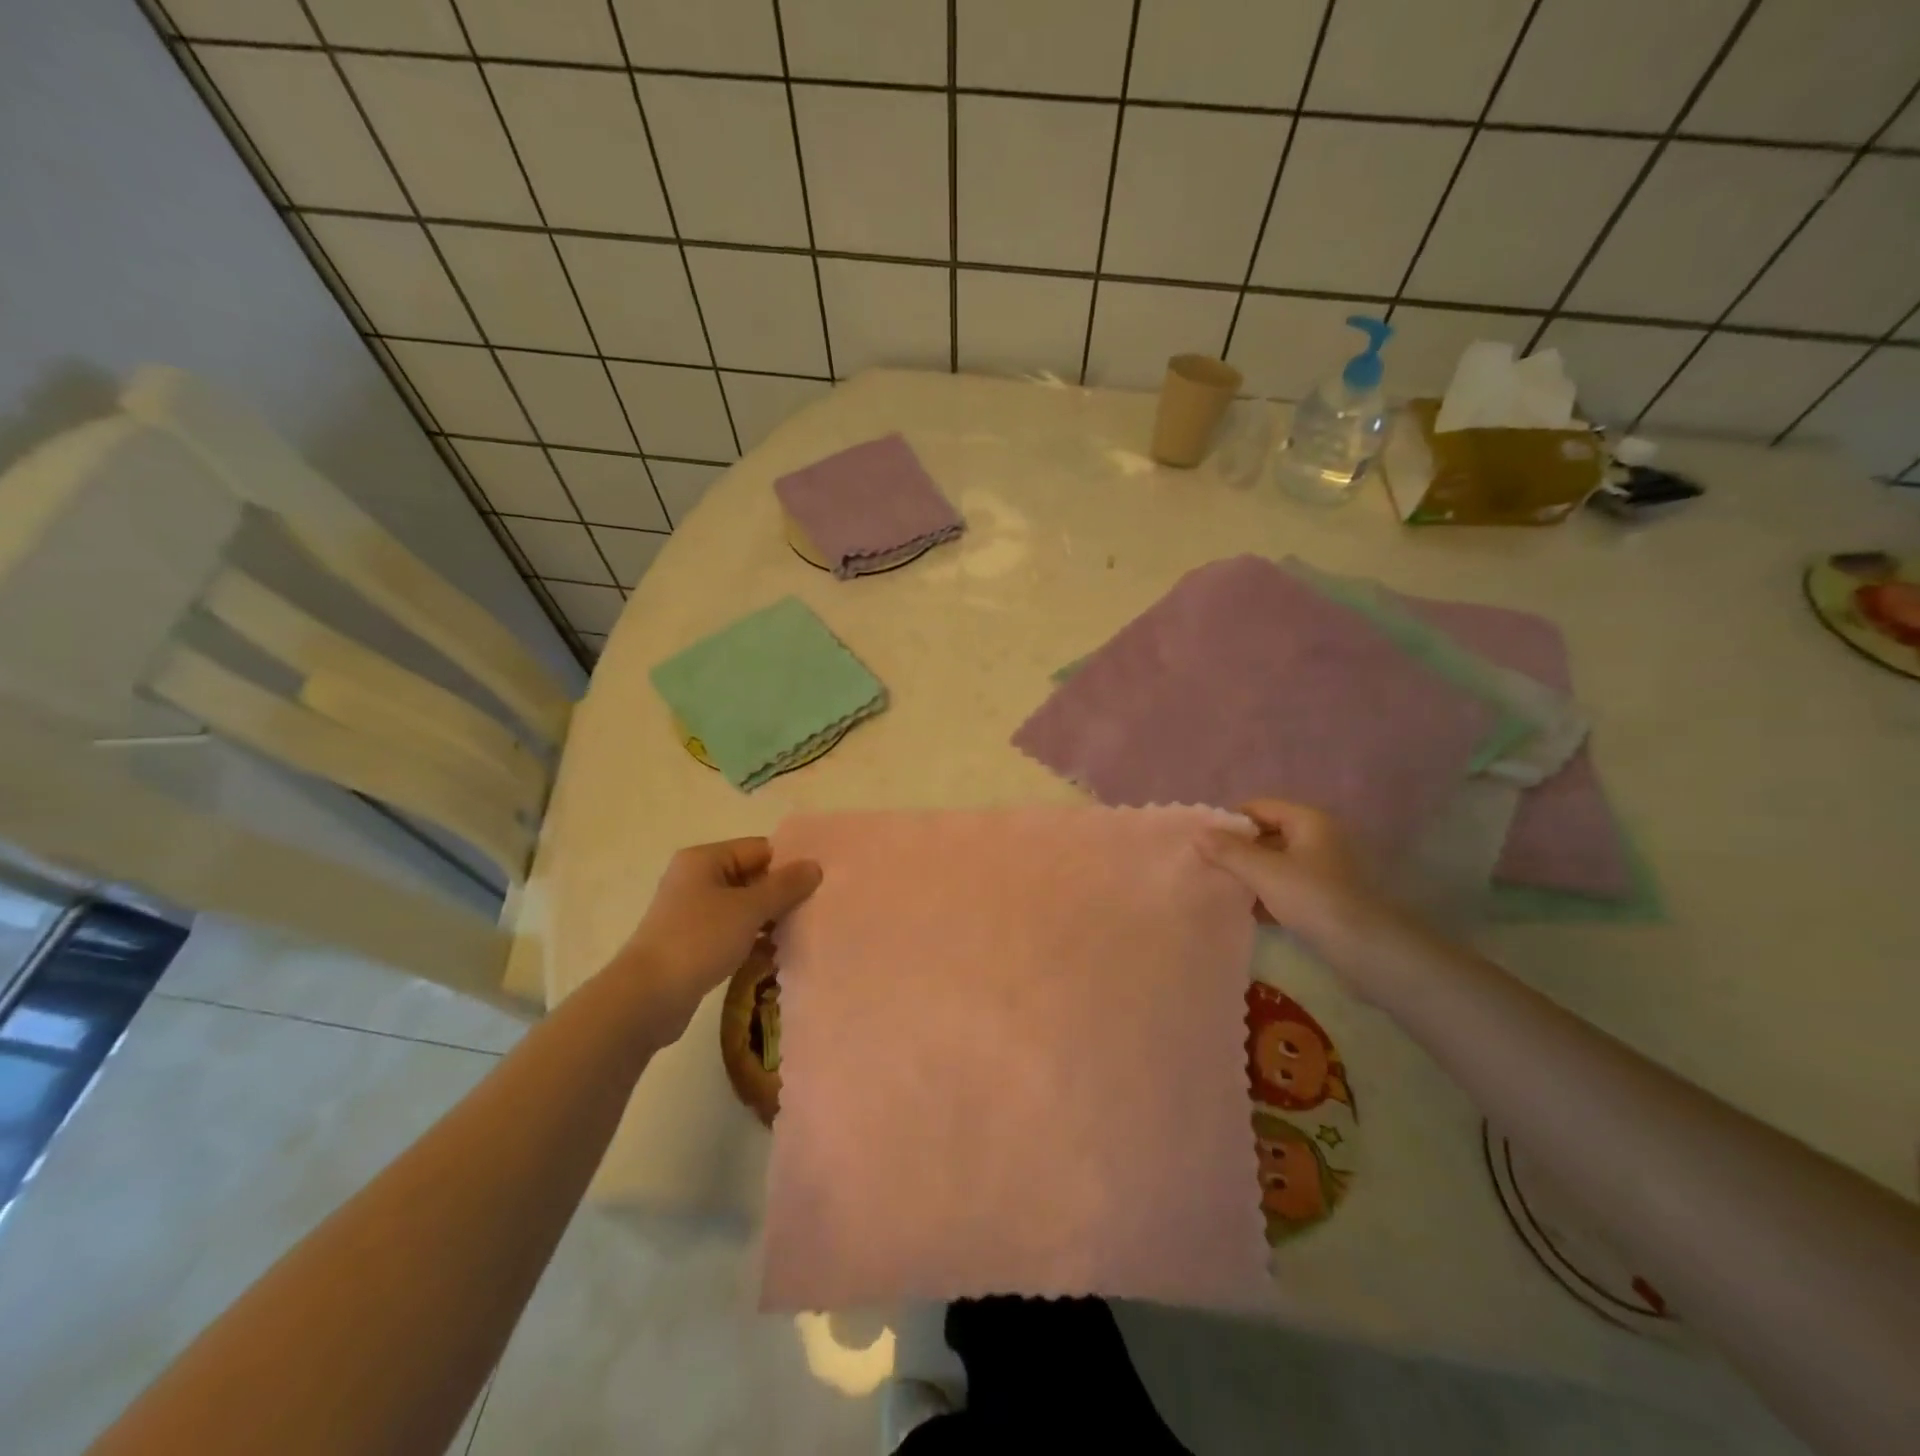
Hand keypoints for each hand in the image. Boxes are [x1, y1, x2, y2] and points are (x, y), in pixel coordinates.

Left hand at [613, 838, 820, 1036]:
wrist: (646, 998)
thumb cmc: (698, 940)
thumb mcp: (749, 909)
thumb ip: (784, 887)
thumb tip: (814, 866)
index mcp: (705, 860)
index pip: (759, 849)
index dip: (788, 864)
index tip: (818, 884)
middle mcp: (696, 879)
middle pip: (751, 877)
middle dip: (781, 894)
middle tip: (814, 910)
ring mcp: (692, 913)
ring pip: (743, 907)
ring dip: (769, 920)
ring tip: (800, 934)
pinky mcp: (692, 943)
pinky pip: (732, 932)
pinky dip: (752, 940)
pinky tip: (775, 955)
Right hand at [1200, 800, 1389, 967]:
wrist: (1365, 949)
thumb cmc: (1313, 898)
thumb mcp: (1264, 872)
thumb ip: (1228, 851)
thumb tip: (1198, 834)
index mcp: (1308, 821)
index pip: (1258, 807)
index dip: (1229, 821)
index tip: (1204, 841)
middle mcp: (1318, 838)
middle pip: (1267, 834)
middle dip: (1237, 849)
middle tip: (1208, 864)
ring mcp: (1323, 868)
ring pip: (1275, 862)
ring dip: (1250, 873)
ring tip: (1222, 886)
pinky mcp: (1324, 896)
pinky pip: (1286, 886)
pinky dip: (1266, 893)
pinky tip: (1246, 910)